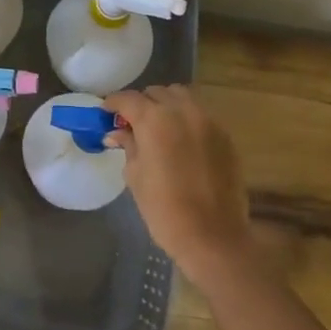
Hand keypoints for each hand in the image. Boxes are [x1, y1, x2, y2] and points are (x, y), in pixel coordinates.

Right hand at [102, 85, 250, 285]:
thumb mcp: (135, 176)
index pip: (128, 99)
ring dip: (166, 104)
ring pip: (182, 96)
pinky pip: (200, 113)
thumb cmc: (164, 209)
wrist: (212, 236)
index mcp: (154, 120)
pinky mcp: (225, 135)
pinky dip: (186, 117)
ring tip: (159, 126)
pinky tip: (181, 139)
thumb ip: (128, 146)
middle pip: (156, 92)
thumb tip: (117, 133)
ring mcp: (207, 121)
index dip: (113, 104)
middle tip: (132, 123)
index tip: (106, 113)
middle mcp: (182, 111)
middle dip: (141, 103)